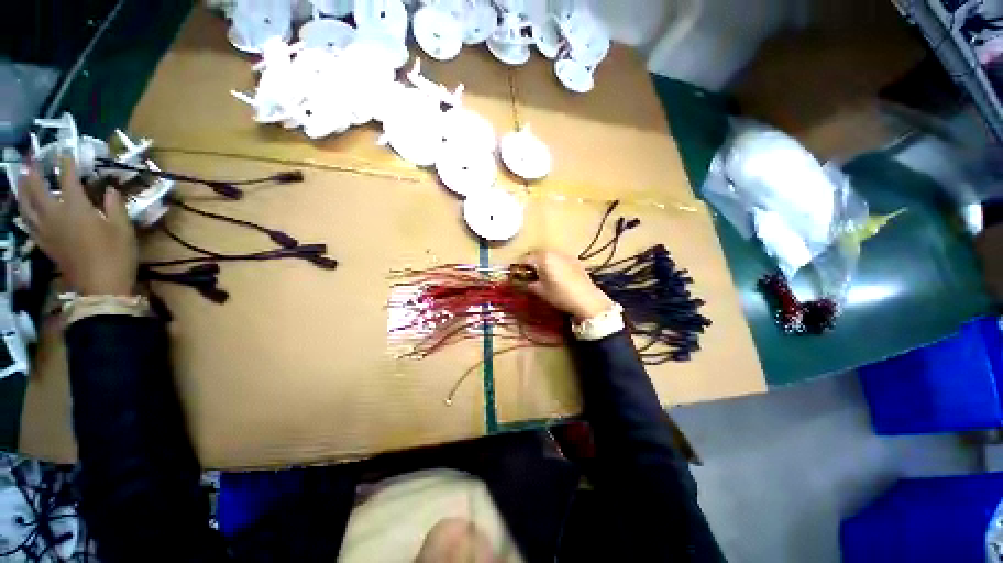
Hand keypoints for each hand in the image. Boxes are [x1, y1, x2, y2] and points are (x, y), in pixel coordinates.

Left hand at [18, 155, 137, 295]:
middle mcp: (55, 215)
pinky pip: (28, 222)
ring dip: (21, 189)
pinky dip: (24, 210)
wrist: (101, 286)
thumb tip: (110, 190)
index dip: (67, 163)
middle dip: (33, 172)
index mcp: (76, 208)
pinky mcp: (44, 243)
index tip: (66, 151)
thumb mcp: (123, 229)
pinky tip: (24, 207)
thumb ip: (115, 206)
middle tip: (31, 159)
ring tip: (20, 177)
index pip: (67, 178)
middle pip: (37, 189)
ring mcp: (46, 230)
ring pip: (26, 205)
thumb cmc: (116, 254)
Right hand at [521, 249, 614, 320]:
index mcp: (543, 258)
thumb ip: (528, 284)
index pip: (525, 259)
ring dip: (543, 263)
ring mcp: (566, 255)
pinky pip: (559, 259)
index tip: (517, 277)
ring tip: (543, 276)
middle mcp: (554, 252)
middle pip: (537, 255)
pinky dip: (554, 265)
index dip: (519, 269)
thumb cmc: (560, 295)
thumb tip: (520, 283)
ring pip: (549, 256)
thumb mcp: (540, 291)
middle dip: (531, 265)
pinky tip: (556, 276)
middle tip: (529, 277)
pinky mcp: (575, 260)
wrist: (587, 299)